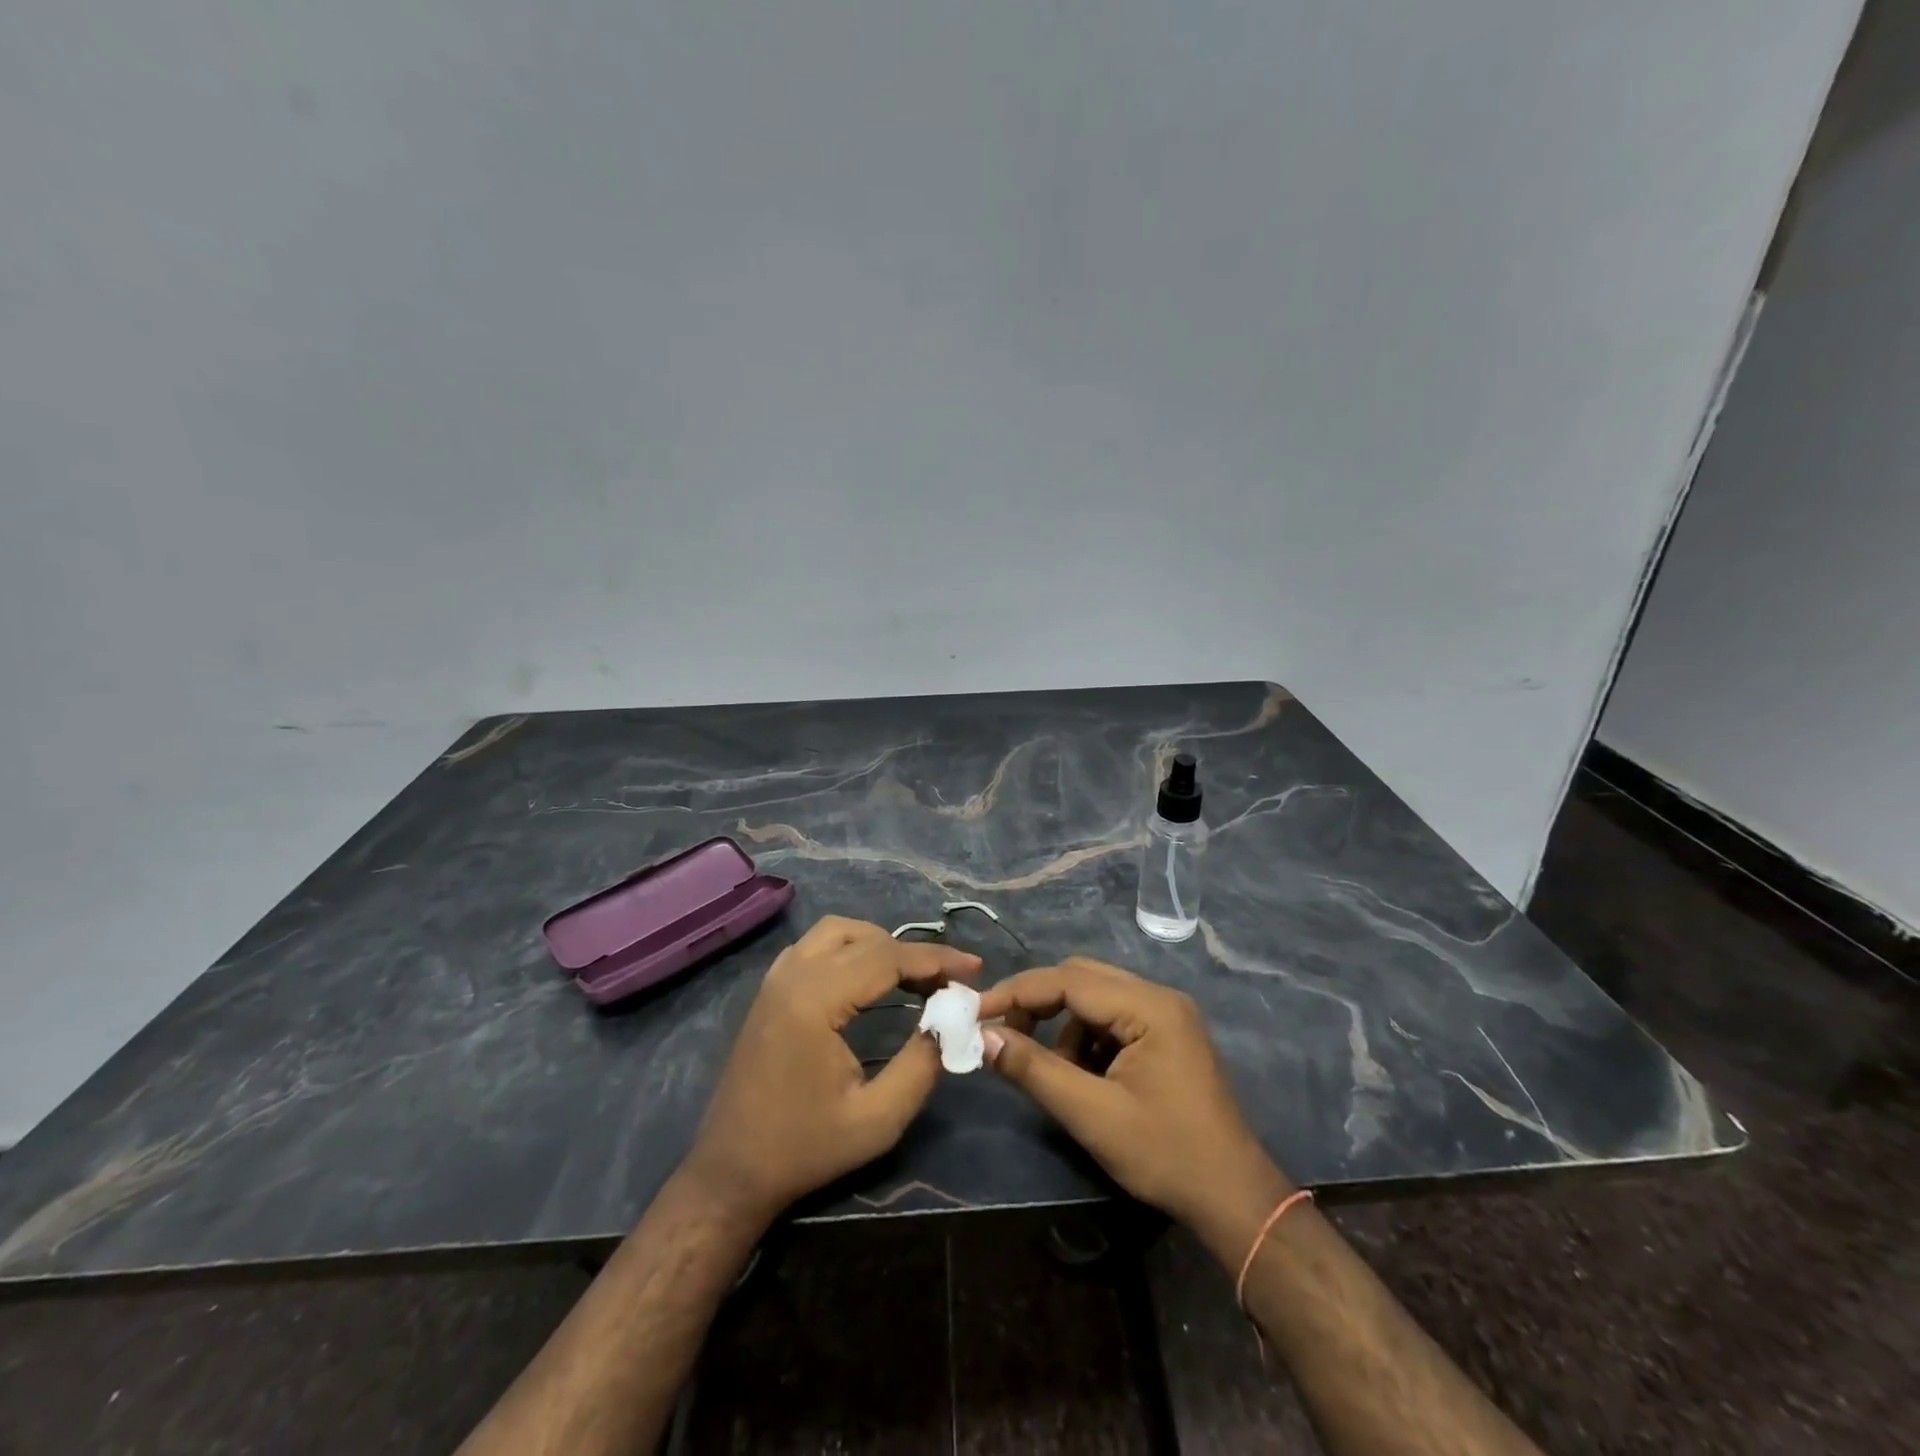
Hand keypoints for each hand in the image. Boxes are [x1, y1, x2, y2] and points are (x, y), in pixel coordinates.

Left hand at [685, 915, 980, 1223]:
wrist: (732, 1171)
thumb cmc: (806, 1148)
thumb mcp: (878, 1119)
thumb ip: (921, 1064)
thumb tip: (951, 1021)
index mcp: (815, 1000)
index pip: (887, 957)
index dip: (936, 959)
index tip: (975, 968)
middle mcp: (793, 974)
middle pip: (866, 938)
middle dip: (914, 952)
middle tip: (949, 980)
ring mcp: (776, 977)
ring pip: (839, 932)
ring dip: (881, 945)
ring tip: (915, 975)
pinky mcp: (771, 988)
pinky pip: (817, 945)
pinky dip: (852, 949)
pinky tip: (871, 978)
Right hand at [978, 957, 1289, 1240]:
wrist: (1233, 1197)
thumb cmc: (1165, 1154)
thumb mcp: (1091, 1114)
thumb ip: (1035, 1070)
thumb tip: (985, 1038)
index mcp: (1148, 1006)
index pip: (1069, 980)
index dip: (1018, 993)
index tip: (977, 1012)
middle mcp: (1159, 996)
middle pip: (1082, 978)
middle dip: (1038, 1003)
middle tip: (1003, 1035)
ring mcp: (1167, 1014)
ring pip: (1095, 997)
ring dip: (1063, 1025)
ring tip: (1051, 1071)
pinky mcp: (1167, 1034)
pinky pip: (1113, 1018)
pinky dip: (1086, 1039)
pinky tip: (1082, 1076)